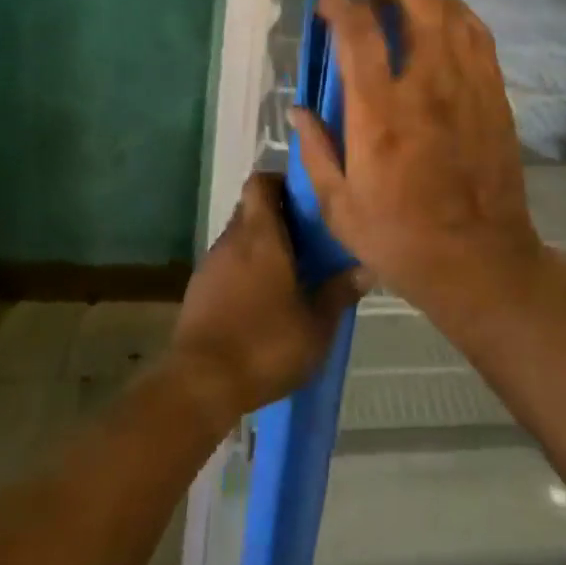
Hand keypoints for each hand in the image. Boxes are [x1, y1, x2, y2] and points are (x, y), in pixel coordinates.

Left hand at [169, 173, 362, 429]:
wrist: (200, 383)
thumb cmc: (265, 343)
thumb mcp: (316, 325)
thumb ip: (340, 292)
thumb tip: (367, 267)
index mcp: (261, 234)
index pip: (261, 181)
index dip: (281, 181)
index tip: (305, 197)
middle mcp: (232, 239)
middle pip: (251, 208)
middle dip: (277, 216)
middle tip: (307, 237)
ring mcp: (211, 264)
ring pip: (239, 238)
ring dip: (260, 247)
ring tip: (290, 272)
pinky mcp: (198, 291)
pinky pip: (226, 266)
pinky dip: (243, 272)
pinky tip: (261, 301)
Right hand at [290, 0, 545, 322]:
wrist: (480, 261)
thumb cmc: (401, 237)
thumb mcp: (338, 207)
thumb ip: (315, 150)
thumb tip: (298, 110)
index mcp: (381, 112)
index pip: (359, 30)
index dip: (340, 3)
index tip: (328, 3)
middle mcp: (427, 84)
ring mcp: (468, 84)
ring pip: (452, 9)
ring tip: (403, 0)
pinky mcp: (495, 93)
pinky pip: (478, 34)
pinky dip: (455, 14)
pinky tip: (441, 24)